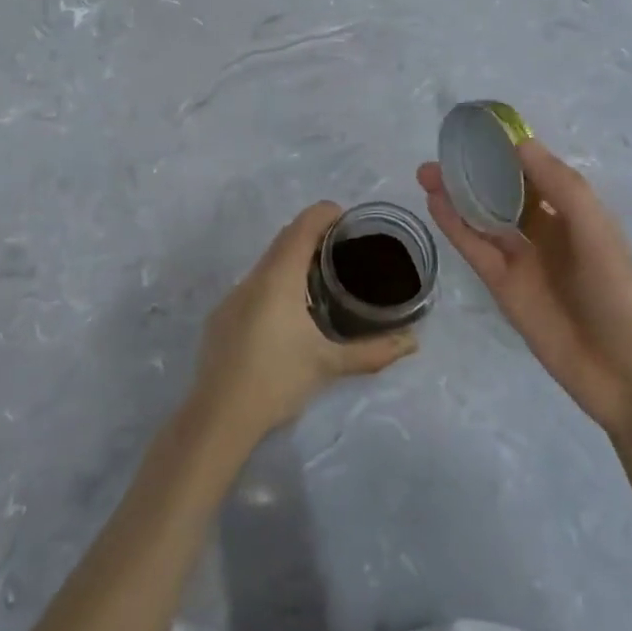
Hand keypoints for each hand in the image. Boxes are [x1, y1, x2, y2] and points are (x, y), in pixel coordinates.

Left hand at [190, 202, 418, 446]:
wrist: (219, 416)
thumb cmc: (277, 380)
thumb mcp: (329, 364)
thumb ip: (373, 351)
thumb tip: (411, 342)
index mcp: (279, 278)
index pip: (302, 226)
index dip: (325, 214)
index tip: (348, 220)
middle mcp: (253, 277)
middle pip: (285, 239)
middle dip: (312, 234)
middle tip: (344, 247)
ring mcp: (233, 296)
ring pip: (267, 262)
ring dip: (292, 259)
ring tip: (322, 277)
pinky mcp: (223, 315)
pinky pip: (254, 284)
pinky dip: (275, 282)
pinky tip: (289, 312)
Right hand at [417, 141, 631, 435]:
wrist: (627, 376)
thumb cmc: (621, 296)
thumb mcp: (597, 234)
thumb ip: (562, 188)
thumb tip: (521, 143)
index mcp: (576, 215)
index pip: (536, 172)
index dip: (509, 151)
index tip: (478, 130)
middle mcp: (547, 233)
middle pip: (504, 193)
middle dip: (475, 173)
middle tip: (442, 152)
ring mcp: (523, 261)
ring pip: (484, 219)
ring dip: (458, 196)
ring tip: (426, 173)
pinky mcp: (503, 288)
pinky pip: (476, 250)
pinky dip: (455, 227)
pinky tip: (435, 203)